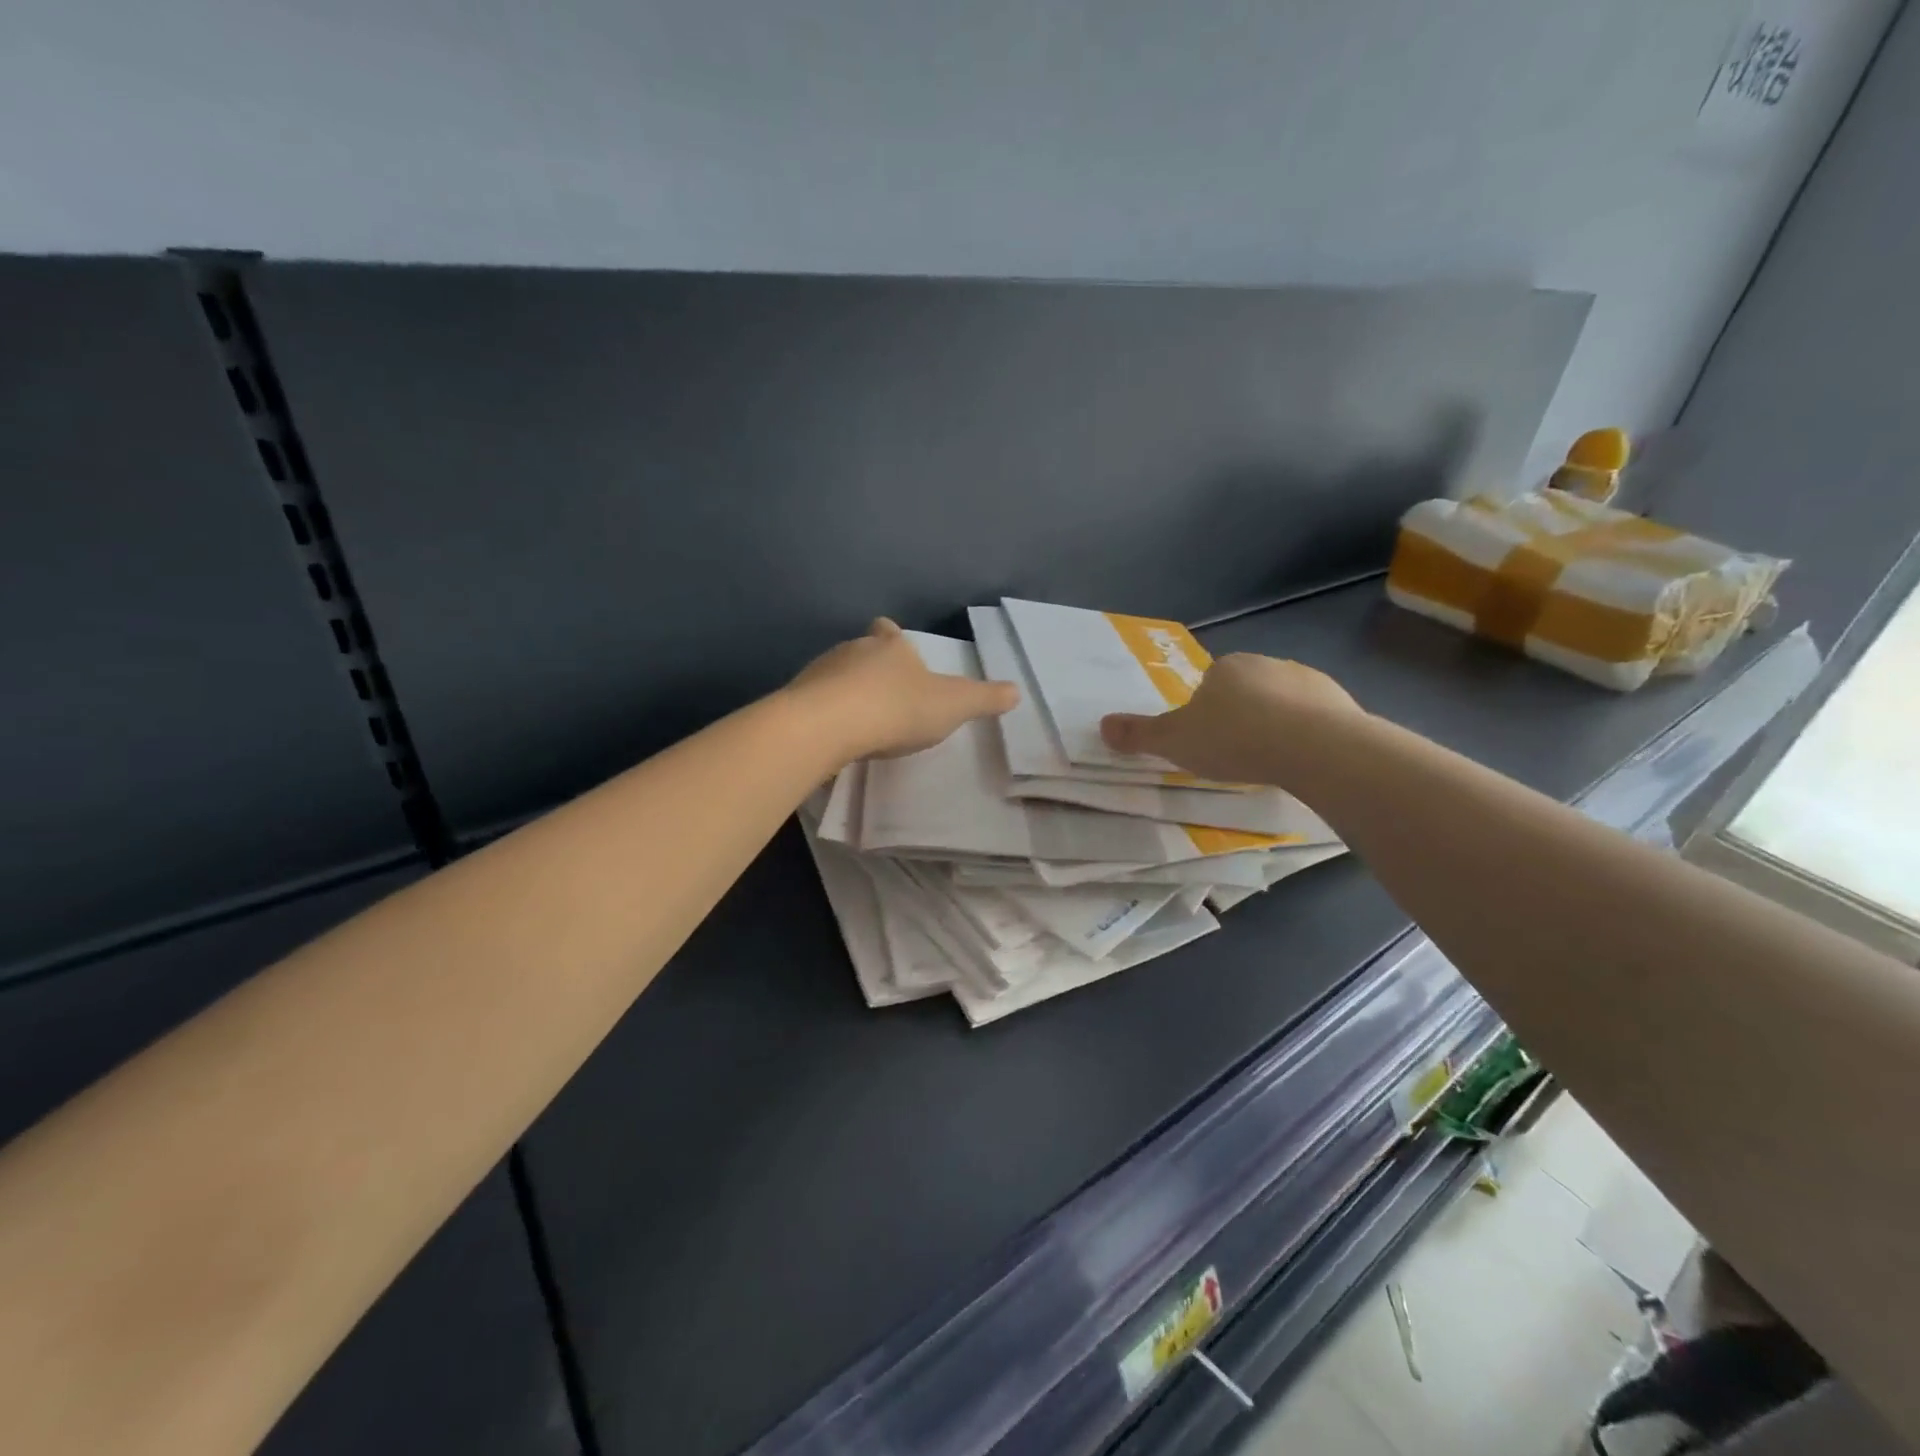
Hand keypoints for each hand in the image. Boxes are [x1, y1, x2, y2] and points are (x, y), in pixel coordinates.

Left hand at [790, 619, 1018, 760]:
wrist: (828, 726)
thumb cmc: (897, 709)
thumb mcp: (953, 705)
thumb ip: (984, 698)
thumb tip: (1017, 691)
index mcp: (891, 647)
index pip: (890, 632)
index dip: (893, 637)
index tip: (894, 644)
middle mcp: (853, 650)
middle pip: (861, 652)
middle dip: (870, 668)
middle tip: (883, 694)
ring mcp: (820, 673)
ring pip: (835, 676)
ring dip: (845, 691)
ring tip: (858, 718)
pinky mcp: (797, 700)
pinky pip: (814, 703)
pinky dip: (825, 714)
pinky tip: (833, 735)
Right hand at [1100, 653, 1362, 786]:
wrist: (1314, 747)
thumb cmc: (1234, 739)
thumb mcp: (1174, 742)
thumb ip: (1139, 734)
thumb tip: (1101, 725)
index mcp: (1226, 667)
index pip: (1209, 685)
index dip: (1205, 714)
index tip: (1208, 743)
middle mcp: (1267, 664)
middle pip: (1246, 692)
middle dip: (1242, 718)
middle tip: (1237, 756)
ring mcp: (1308, 680)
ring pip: (1283, 704)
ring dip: (1276, 726)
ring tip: (1271, 763)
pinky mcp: (1341, 702)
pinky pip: (1316, 719)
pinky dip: (1307, 736)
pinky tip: (1303, 761)